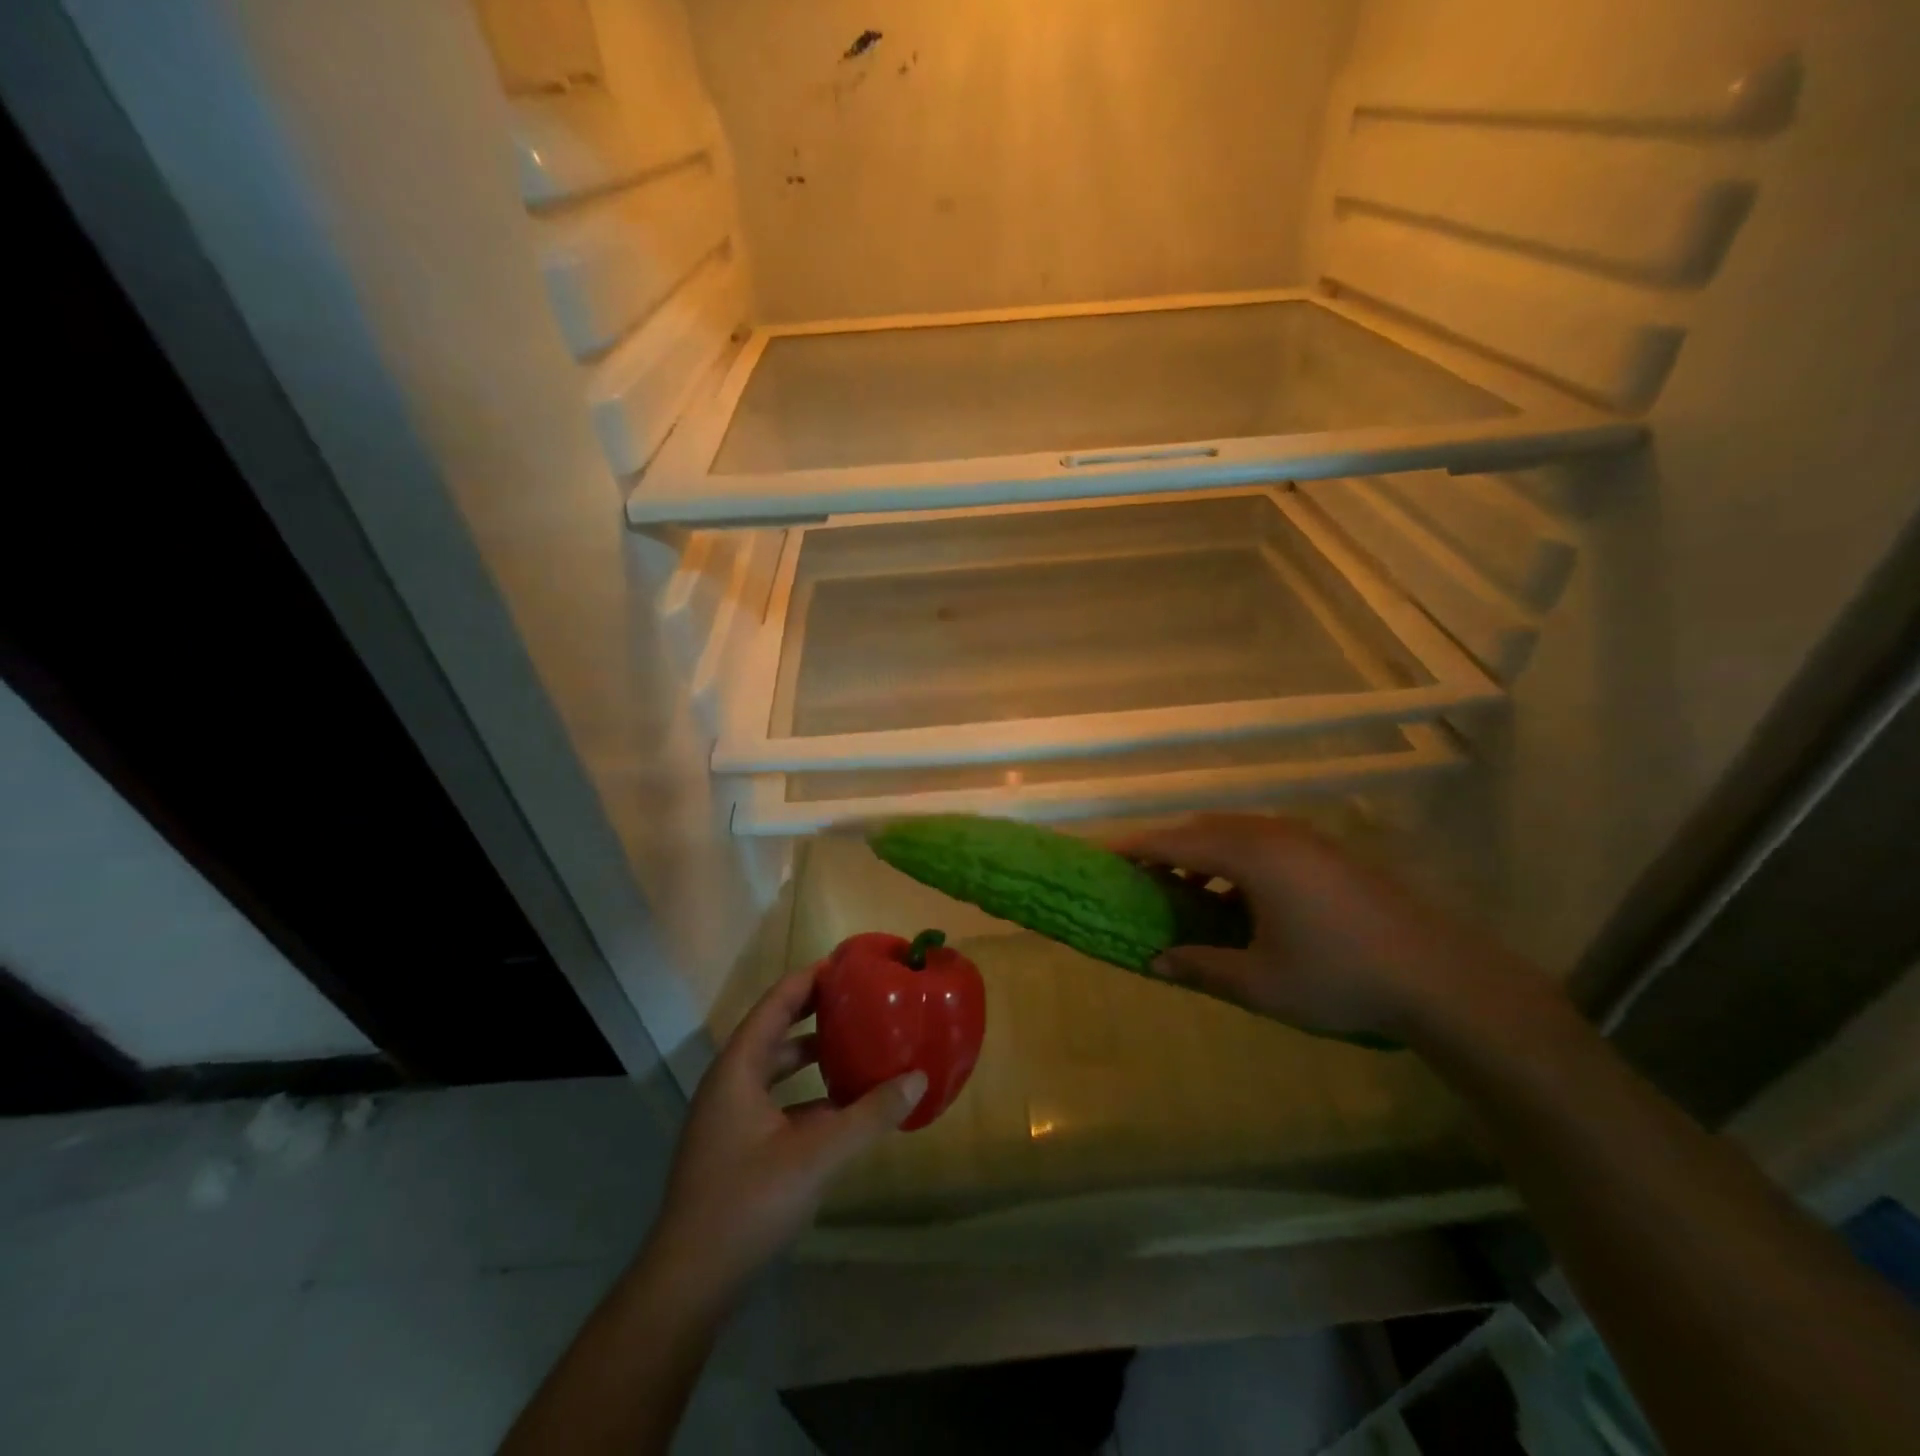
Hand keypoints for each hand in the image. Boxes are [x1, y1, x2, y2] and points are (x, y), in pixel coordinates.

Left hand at [644, 965, 925, 1303]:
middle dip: (816, 1012)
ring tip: (856, 1046)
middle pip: (775, 1030)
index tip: (849, 964)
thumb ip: (870, 1115)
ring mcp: (728, 1118)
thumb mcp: (817, 1155)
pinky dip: (807, 1095)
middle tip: (860, 1000)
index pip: (777, 1003)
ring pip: (775, 1069)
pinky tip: (841, 1109)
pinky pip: (776, 1102)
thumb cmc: (747, 1204)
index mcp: (738, 1069)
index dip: (810, 979)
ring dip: (812, 1056)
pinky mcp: (734, 1148)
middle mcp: (729, 1083)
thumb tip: (919, 1078)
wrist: (688, 1285)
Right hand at [1118, 813, 1557, 1040]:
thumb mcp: (1260, 982)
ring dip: (1203, 855)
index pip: (1176, 842)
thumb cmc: (1338, 977)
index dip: (1137, 848)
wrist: (1438, 976)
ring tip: (1185, 891)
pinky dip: (1234, 860)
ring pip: (1235, 833)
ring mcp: (1306, 839)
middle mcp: (1274, 834)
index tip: (1104, 856)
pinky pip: (1263, 842)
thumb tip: (1154, 961)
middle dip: (1167, 849)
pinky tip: (1238, 898)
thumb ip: (1200, 966)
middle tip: (1140, 877)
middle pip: (1203, 830)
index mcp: (1251, 856)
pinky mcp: (1328, 852)